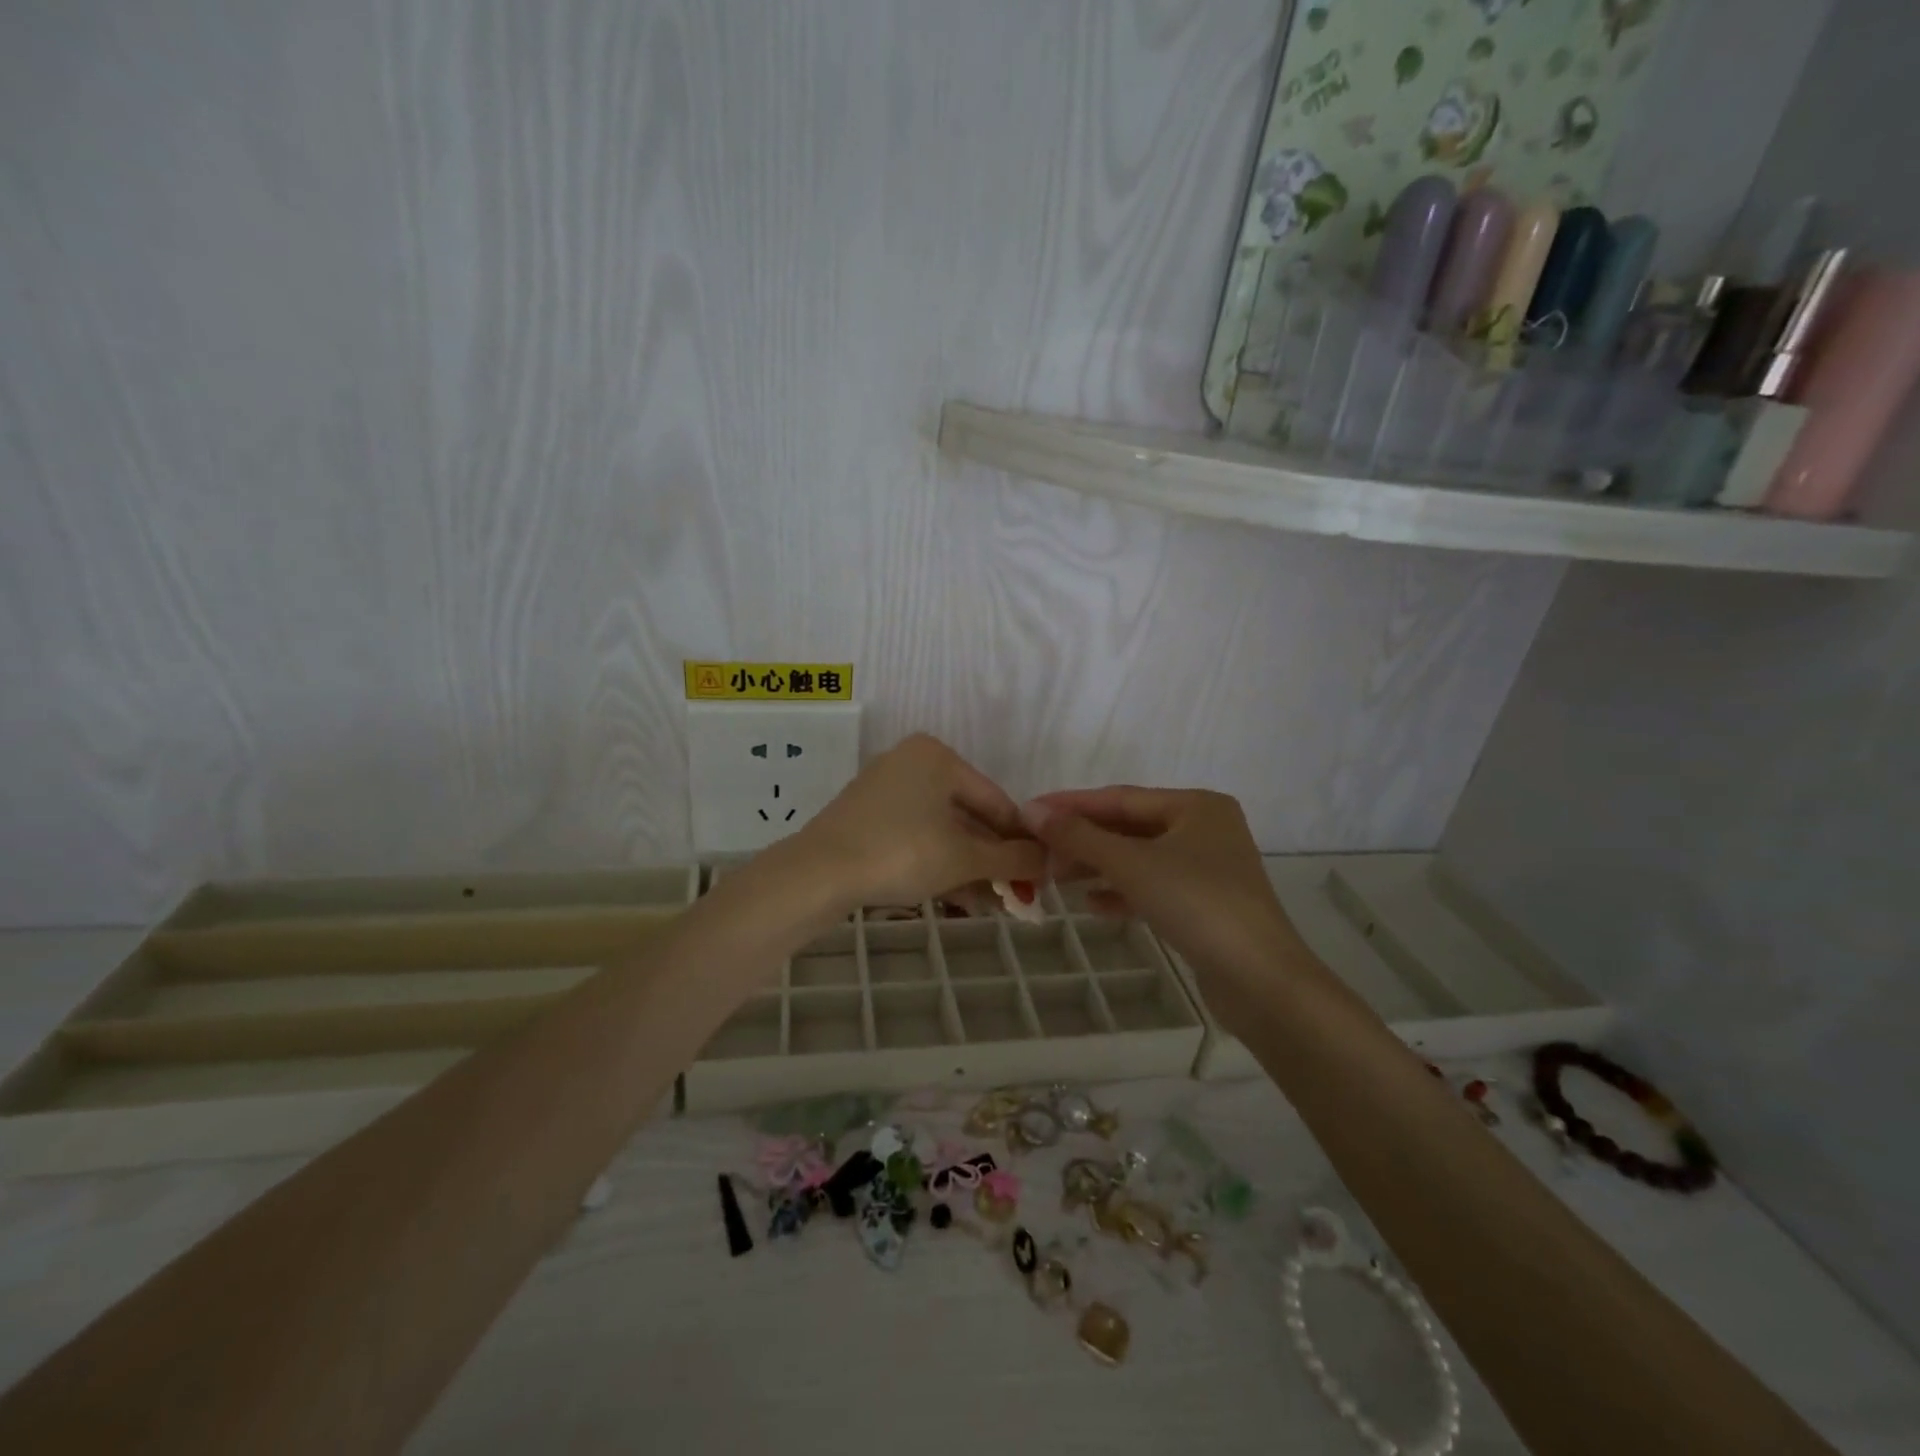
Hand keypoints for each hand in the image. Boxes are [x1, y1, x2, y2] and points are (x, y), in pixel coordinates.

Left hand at [798, 734, 1045, 910]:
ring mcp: (885, 788)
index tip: (1039, 874)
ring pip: (941, 830)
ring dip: (968, 867)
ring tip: (990, 904)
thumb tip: (1048, 860)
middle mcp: (911, 762)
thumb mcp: (964, 858)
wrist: (819, 873)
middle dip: (992, 859)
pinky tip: (956, 895)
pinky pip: (915, 836)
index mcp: (938, 756)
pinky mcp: (866, 816)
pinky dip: (937, 862)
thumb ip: (1011, 858)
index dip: (1020, 841)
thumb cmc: (902, 852)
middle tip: (1014, 895)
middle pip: (967, 816)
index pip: (995, 800)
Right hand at [1021, 787, 1303, 1022]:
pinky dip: (1121, 891)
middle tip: (1037, 850)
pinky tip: (1090, 904)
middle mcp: (1204, 829)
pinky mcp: (1204, 904)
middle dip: (1083, 840)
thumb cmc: (1197, 904)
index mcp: (1195, 806)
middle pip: (1129, 828)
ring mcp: (1206, 868)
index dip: (1071, 805)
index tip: (1028, 811)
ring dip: (1097, 867)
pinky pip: (1152, 887)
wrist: (1261, 981)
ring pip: (1138, 859)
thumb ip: (1079, 836)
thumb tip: (1032, 810)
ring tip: (1055, 877)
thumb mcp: (1132, 864)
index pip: (1120, 798)